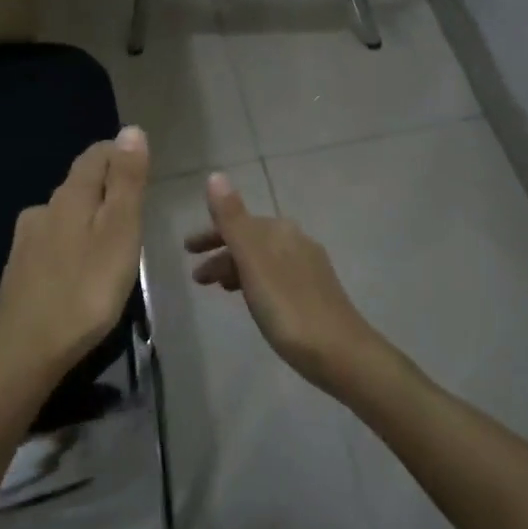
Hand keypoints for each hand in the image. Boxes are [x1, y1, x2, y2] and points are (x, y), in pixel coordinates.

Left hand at [0, 126, 150, 395]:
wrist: (21, 352)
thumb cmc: (84, 290)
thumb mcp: (119, 232)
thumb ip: (126, 182)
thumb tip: (131, 130)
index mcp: (71, 196)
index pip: (96, 155)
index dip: (120, 153)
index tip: (142, 168)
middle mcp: (44, 209)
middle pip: (79, 183)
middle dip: (106, 187)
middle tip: (135, 209)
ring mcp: (27, 241)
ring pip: (65, 214)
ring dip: (88, 218)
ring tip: (112, 243)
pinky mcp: (19, 271)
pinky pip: (53, 243)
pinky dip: (72, 245)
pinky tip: (79, 270)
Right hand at [186, 171, 383, 392]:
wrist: (340, 353)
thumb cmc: (288, 307)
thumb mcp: (253, 261)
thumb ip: (232, 219)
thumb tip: (216, 175)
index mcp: (280, 230)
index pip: (237, 222)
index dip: (211, 234)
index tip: (187, 249)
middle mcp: (296, 241)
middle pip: (250, 240)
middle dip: (221, 252)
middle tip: (196, 276)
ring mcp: (308, 267)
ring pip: (262, 260)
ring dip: (236, 269)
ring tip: (216, 290)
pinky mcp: (315, 293)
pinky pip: (274, 277)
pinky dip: (254, 282)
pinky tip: (251, 302)